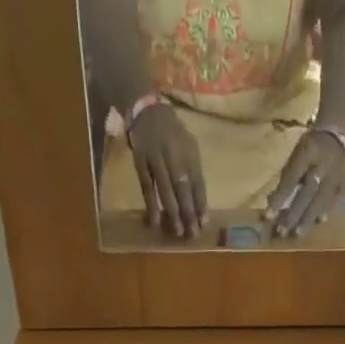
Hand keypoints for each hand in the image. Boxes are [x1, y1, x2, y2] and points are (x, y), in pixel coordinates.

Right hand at [128, 103, 206, 238]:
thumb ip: (194, 171)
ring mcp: (156, 157)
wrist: (146, 109)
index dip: (201, 203)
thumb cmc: (171, 133)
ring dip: (172, 211)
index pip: (198, 181)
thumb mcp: (188, 146)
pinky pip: (146, 185)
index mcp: (189, 151)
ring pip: (166, 188)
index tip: (204, 224)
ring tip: (177, 231)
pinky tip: (155, 221)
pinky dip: (151, 204)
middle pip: (183, 186)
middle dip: (189, 211)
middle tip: (192, 233)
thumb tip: (200, 204)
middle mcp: (174, 153)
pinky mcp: (140, 161)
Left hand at [263, 128, 344, 238]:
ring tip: (298, 233)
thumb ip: (286, 178)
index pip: (291, 179)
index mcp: (307, 153)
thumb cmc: (310, 147)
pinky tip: (320, 221)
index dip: (280, 199)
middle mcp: (323, 165)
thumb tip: (273, 203)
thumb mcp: (295, 155)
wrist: (336, 133)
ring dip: (308, 218)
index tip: (268, 216)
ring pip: (321, 200)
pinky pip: (337, 199)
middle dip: (293, 214)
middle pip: (307, 194)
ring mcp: (337, 174)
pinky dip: (327, 211)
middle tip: (282, 232)